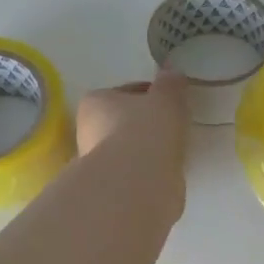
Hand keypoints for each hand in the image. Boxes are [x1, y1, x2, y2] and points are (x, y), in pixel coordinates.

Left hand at [74, 71, 189, 209]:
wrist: (136, 183)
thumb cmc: (146, 130)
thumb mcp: (166, 98)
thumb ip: (171, 84)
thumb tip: (173, 74)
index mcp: (95, 102)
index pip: (126, 93)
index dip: (151, 95)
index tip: (171, 103)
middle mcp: (88, 131)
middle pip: (124, 122)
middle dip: (146, 124)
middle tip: (174, 127)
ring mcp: (98, 163)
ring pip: (130, 149)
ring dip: (148, 150)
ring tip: (174, 151)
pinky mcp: (111, 189)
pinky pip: (136, 172)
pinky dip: (150, 171)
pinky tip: (166, 172)